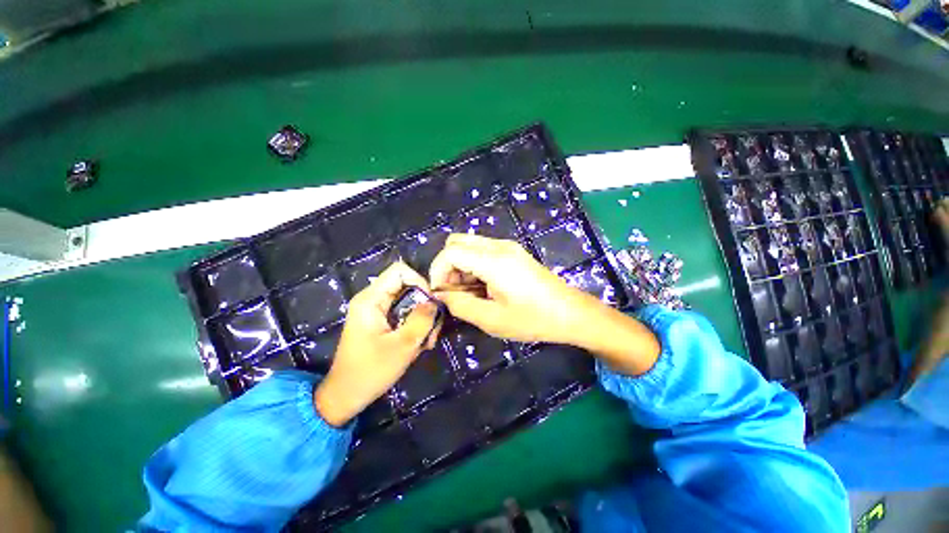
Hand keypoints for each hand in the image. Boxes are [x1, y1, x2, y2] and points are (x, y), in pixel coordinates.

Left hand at [314, 262, 439, 426]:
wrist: (346, 396)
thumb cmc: (370, 371)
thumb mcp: (402, 346)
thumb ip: (421, 320)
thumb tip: (435, 302)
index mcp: (371, 299)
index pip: (400, 271)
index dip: (420, 281)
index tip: (430, 304)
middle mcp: (373, 299)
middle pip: (408, 287)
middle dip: (425, 306)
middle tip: (432, 330)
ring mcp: (377, 311)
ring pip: (410, 302)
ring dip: (423, 319)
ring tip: (427, 342)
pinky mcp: (382, 322)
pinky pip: (405, 314)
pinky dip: (416, 326)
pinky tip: (420, 344)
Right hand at [428, 234, 590, 343]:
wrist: (571, 312)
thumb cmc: (533, 319)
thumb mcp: (492, 319)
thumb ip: (460, 305)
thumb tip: (441, 295)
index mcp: (494, 261)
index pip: (451, 252)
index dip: (438, 271)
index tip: (441, 293)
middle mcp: (499, 246)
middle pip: (457, 242)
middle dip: (448, 266)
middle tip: (455, 292)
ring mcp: (508, 246)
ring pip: (469, 245)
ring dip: (460, 266)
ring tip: (469, 293)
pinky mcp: (513, 252)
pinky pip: (482, 251)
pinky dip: (473, 265)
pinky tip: (483, 287)